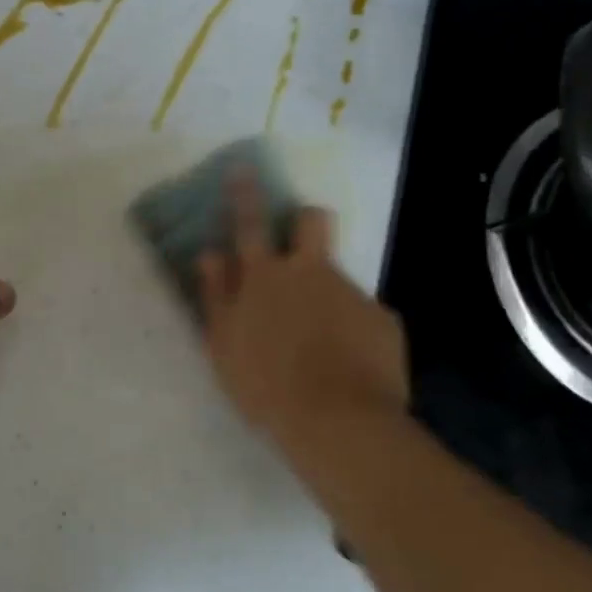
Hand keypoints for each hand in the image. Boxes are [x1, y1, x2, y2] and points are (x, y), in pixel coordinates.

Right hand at [197, 173, 410, 448]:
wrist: (338, 422)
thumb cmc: (265, 385)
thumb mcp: (223, 344)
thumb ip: (216, 294)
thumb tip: (210, 255)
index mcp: (265, 277)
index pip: (250, 223)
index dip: (244, 193)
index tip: (243, 168)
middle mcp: (309, 273)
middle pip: (312, 221)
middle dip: (304, 219)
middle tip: (298, 244)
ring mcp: (351, 293)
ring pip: (337, 275)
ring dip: (326, 295)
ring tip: (322, 343)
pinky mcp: (382, 319)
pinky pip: (363, 315)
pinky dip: (352, 333)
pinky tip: (348, 366)